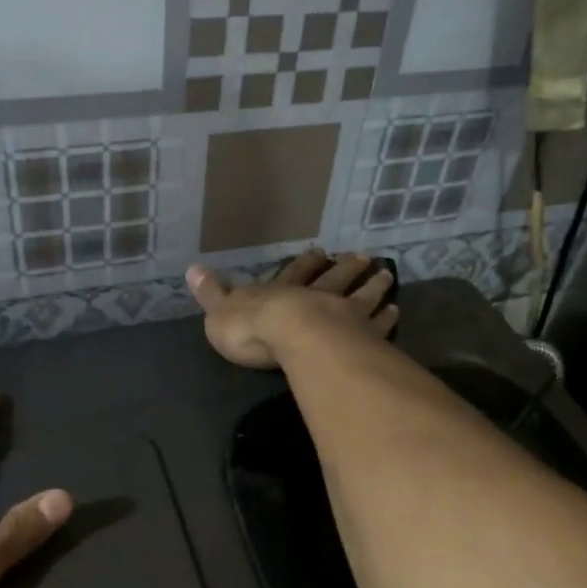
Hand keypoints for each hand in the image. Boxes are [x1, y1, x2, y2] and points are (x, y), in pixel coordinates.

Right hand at [186, 250, 396, 369]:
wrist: (290, 337)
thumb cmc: (251, 328)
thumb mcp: (219, 311)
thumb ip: (210, 293)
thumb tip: (191, 268)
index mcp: (281, 293)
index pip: (293, 274)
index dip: (304, 264)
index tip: (319, 251)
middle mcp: (315, 297)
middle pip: (333, 278)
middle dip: (345, 268)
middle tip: (363, 257)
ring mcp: (342, 314)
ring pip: (361, 296)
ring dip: (373, 286)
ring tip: (387, 276)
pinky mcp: (361, 335)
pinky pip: (377, 325)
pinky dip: (386, 318)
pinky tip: (396, 312)